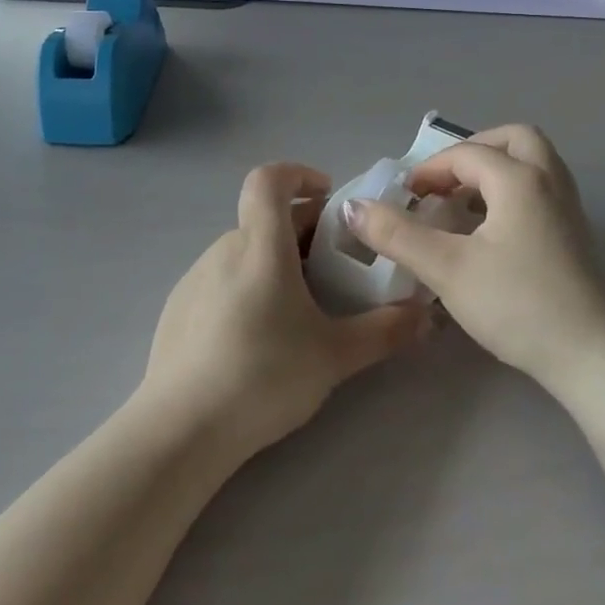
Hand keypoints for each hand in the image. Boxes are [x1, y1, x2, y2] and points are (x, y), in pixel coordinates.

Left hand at [141, 162, 425, 459]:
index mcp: (261, 246)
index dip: (298, 173)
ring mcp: (195, 278)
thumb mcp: (335, 356)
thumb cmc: (264, 375)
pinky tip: (257, 337)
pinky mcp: (178, 308)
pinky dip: (247, 286)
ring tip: (299, 308)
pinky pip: (221, 279)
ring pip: (244, 251)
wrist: (181, 430)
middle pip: (265, 219)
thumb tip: (426, 316)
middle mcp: (224, 249)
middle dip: (303, 231)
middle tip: (334, 269)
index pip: (269, 179)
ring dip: (275, 261)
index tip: (327, 196)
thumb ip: (385, 331)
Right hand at [341, 126, 604, 393]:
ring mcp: (569, 207)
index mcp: (520, 179)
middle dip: (475, 151)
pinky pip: (542, 189)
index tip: (404, 196)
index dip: (430, 169)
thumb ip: (398, 234)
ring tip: (465, 201)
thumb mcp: (447, 268)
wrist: (590, 355)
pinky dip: (514, 191)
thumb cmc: (516, 304)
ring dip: (497, 169)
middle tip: (447, 180)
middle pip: (514, 139)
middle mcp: (550, 181)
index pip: (467, 154)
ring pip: (533, 163)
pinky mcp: (576, 234)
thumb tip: (354, 207)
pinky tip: (493, 230)